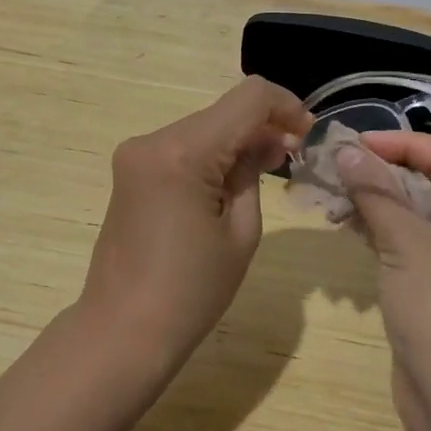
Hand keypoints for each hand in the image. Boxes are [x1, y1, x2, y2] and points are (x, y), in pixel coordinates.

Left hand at [82, 77, 312, 370]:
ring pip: (204, 127)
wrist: (122, 332)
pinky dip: (212, 154)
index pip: (248, 98)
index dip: (285, 106)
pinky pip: (182, 146)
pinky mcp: (131, 170)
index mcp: (183, 152)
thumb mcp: (241, 232)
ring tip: (266, 171)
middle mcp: (154, 140)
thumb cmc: (191, 292)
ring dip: (237, 140)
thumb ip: (254, 173)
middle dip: (263, 125)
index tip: (308, 133)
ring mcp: (136, 154)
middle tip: (293, 155)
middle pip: (223, 111)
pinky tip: (230, 181)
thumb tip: (269, 140)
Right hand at [335, 131, 430, 428]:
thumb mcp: (407, 243)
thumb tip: (347, 152)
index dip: (404, 144)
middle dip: (386, 172)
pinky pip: (411, 244)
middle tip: (341, 165)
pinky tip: (347, 225)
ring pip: (418, 215)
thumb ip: (377, 193)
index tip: (359, 143)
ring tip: (335, 195)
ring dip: (379, 201)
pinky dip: (381, 231)